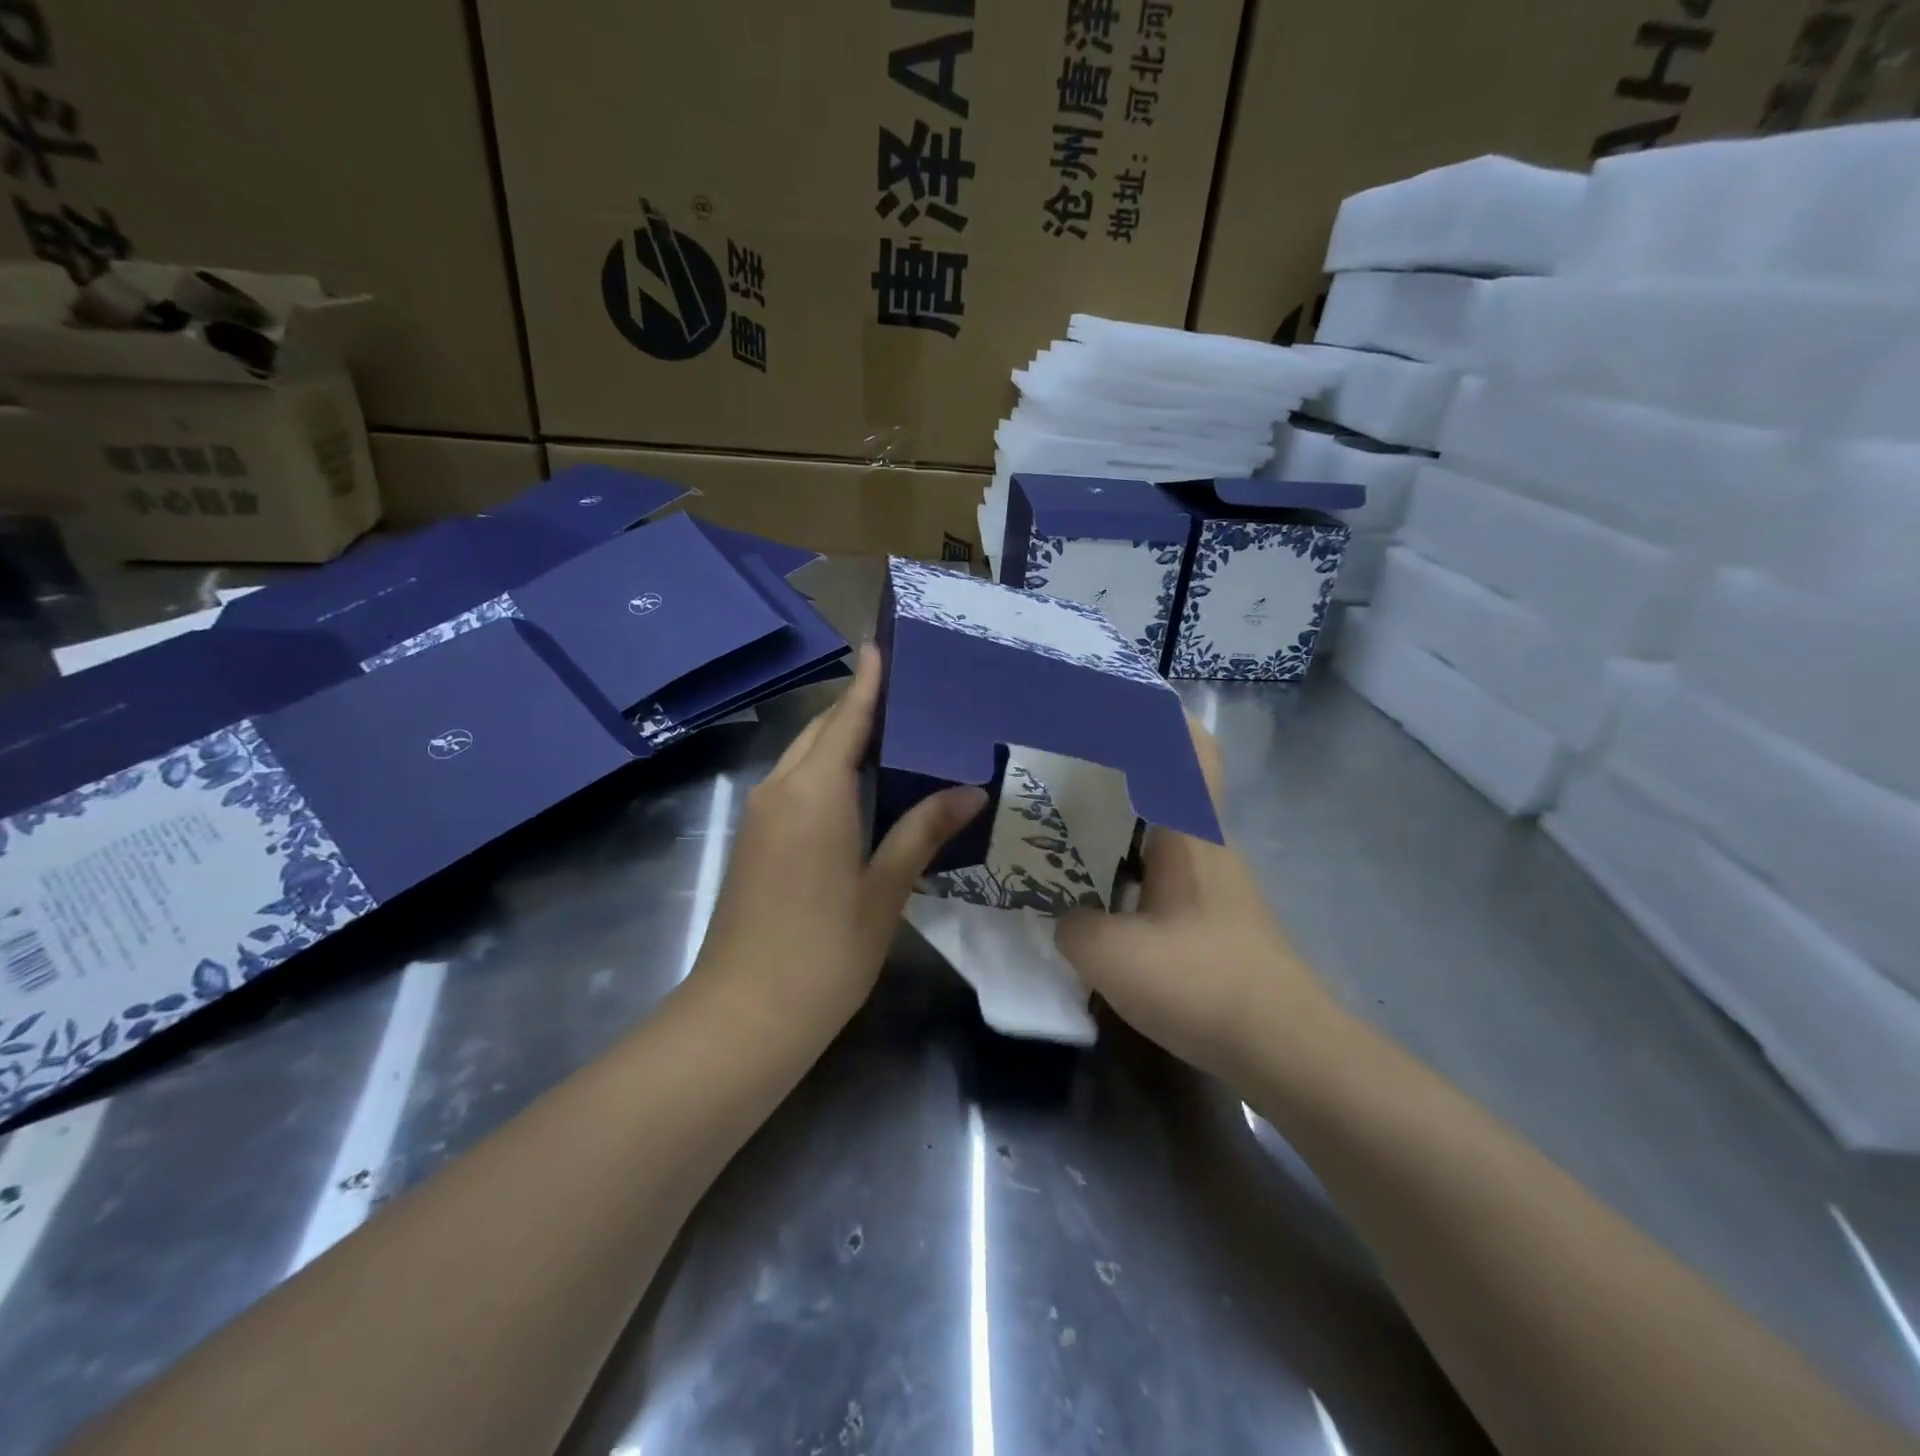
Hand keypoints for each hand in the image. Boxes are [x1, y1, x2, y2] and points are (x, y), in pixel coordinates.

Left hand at [691, 643, 987, 1035]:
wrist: (743, 1016)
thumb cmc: (824, 952)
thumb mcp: (884, 889)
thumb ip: (921, 831)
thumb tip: (969, 790)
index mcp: (814, 792)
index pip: (846, 720)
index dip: (868, 683)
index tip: (884, 645)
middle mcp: (781, 790)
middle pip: (821, 732)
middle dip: (859, 708)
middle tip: (911, 696)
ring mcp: (761, 815)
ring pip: (804, 757)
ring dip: (842, 740)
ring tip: (895, 734)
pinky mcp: (756, 840)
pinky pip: (795, 784)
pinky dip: (827, 770)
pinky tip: (862, 786)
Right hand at [1054, 719, 1333, 1087]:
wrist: (1284, 1049)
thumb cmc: (1202, 982)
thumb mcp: (1111, 955)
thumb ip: (1071, 924)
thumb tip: (1063, 917)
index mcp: (1191, 833)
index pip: (1191, 751)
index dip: (1162, 717)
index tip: (1118, 700)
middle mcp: (1206, 847)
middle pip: (1168, 785)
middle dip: (1118, 768)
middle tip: (1060, 765)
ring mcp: (1212, 885)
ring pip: (1161, 831)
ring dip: (1119, 822)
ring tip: (1063, 822)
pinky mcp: (1211, 920)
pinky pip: (1160, 872)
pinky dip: (1126, 866)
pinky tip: (1091, 890)